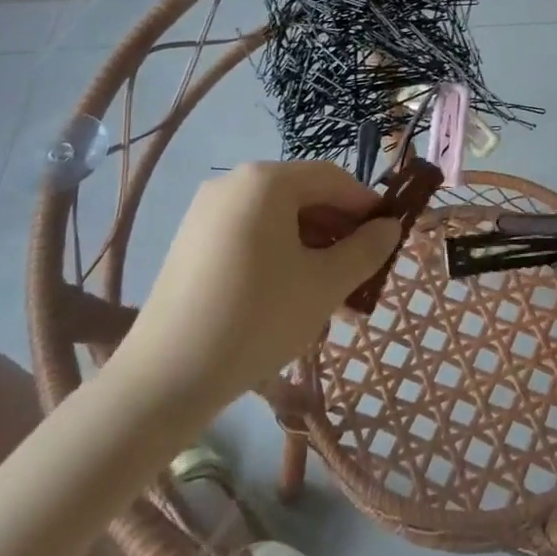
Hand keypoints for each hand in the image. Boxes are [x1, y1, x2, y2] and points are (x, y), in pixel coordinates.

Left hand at [115, 161, 402, 407]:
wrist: (167, 376)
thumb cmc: (258, 318)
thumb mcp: (325, 284)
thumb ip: (365, 250)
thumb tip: (389, 228)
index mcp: (266, 181)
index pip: (332, 178)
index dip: (366, 205)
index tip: (389, 237)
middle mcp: (234, 183)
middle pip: (303, 197)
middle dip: (339, 233)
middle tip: (364, 273)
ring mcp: (207, 212)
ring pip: (278, 221)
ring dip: (313, 249)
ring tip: (334, 295)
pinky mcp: (192, 242)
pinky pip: (251, 236)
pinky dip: (281, 256)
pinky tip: (294, 297)